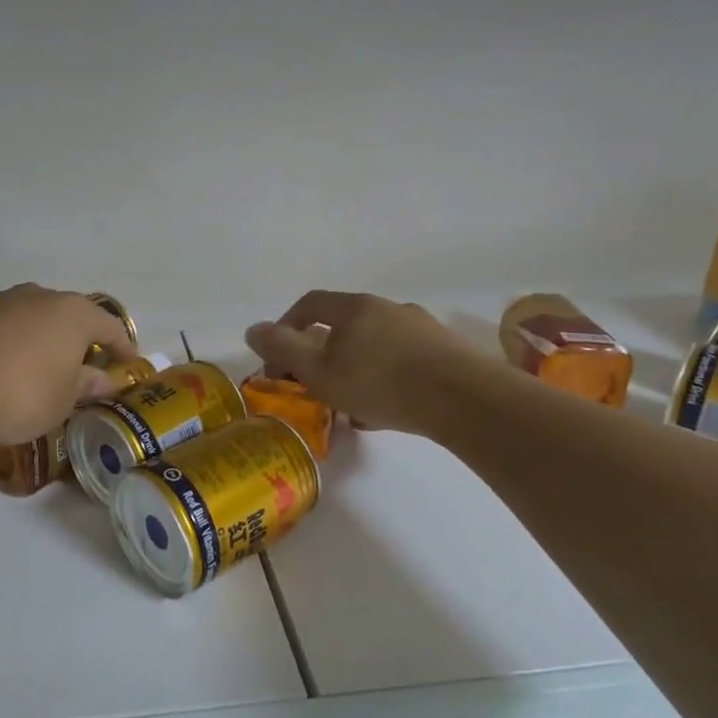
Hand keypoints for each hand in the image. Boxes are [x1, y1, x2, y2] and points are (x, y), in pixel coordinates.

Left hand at [0, 285, 137, 444]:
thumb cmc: (21, 392)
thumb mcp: (63, 401)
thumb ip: (86, 387)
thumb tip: (103, 381)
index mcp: (73, 313)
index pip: (110, 326)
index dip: (122, 346)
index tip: (129, 363)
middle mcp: (40, 296)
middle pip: (69, 317)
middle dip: (78, 341)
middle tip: (82, 369)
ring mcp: (1, 300)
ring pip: (32, 319)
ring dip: (40, 341)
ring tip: (37, 370)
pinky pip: (1, 328)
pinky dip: (9, 345)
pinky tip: (0, 370)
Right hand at [245, 291, 482, 434]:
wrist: (464, 399)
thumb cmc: (380, 381)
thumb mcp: (319, 369)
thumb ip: (282, 348)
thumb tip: (253, 329)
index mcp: (355, 307)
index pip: (309, 305)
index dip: (286, 327)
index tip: (278, 360)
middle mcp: (388, 308)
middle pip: (343, 327)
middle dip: (321, 355)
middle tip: (313, 386)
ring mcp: (422, 329)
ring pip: (374, 347)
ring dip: (354, 370)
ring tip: (349, 407)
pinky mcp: (446, 353)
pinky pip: (402, 363)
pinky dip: (384, 382)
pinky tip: (385, 413)